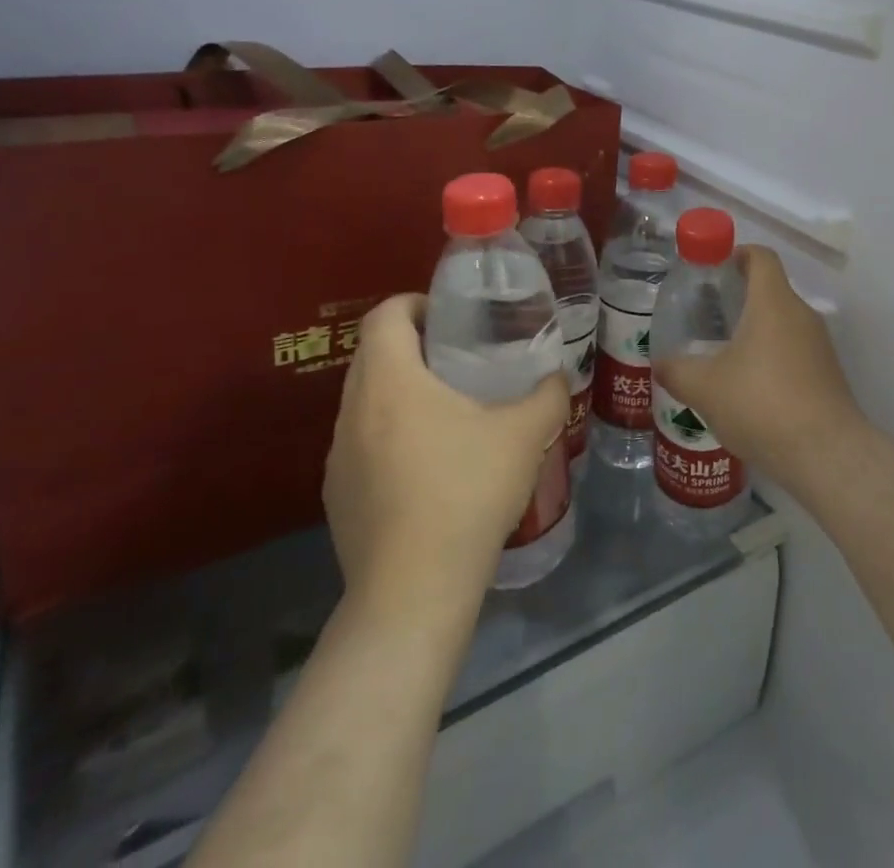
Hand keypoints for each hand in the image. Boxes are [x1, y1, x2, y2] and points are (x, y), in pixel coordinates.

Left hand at [324, 295, 569, 619]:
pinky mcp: (337, 496)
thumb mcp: (526, 434)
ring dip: (400, 392)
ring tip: (449, 411)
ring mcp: (339, 457)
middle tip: (460, 357)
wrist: (414, 590)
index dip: (415, 303)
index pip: (384, 315)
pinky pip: (362, 443)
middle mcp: (353, 411)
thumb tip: (555, 378)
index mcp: (390, 382)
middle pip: (372, 354)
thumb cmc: (468, 492)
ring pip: (365, 400)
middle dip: (413, 345)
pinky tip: (430, 465)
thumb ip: (548, 394)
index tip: (451, 316)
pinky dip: (390, 434)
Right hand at [654, 246, 862, 484]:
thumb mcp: (705, 388)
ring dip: (756, 331)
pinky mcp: (828, 374)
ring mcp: (820, 345)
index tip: (715, 267)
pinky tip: (750, 388)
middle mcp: (801, 314)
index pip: (762, 257)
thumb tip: (660, 363)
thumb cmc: (761, 404)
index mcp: (773, 302)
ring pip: (783, 323)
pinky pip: (795, 351)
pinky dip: (772, 357)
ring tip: (724, 355)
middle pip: (772, 290)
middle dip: (741, 298)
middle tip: (708, 316)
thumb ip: (677, 371)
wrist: (825, 453)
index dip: (739, 254)